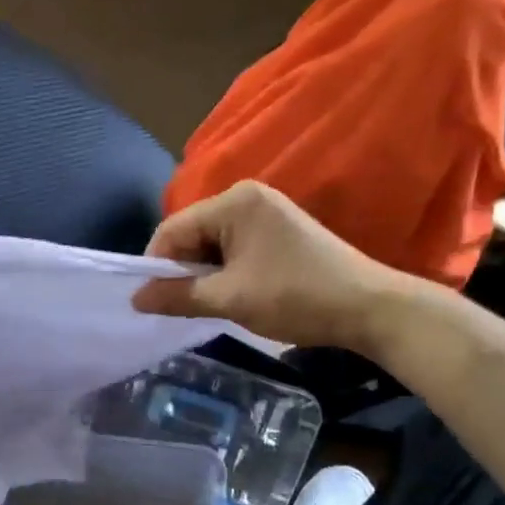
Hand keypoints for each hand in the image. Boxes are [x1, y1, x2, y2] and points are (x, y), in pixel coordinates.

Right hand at [131, 181, 414, 353]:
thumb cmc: (295, 297)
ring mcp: (265, 211)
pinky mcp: (278, 229)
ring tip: (207, 303)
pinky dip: (224, 270)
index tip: (153, 301)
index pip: (172, 229)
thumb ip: (177, 296)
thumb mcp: (230, 300)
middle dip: (181, 269)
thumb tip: (135, 299)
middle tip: (181, 306)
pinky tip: (231, 293)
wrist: (369, 308)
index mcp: (234, 202)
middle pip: (191, 232)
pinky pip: (233, 245)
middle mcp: (247, 196)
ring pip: (211, 242)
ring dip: (203, 273)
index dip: (156, 265)